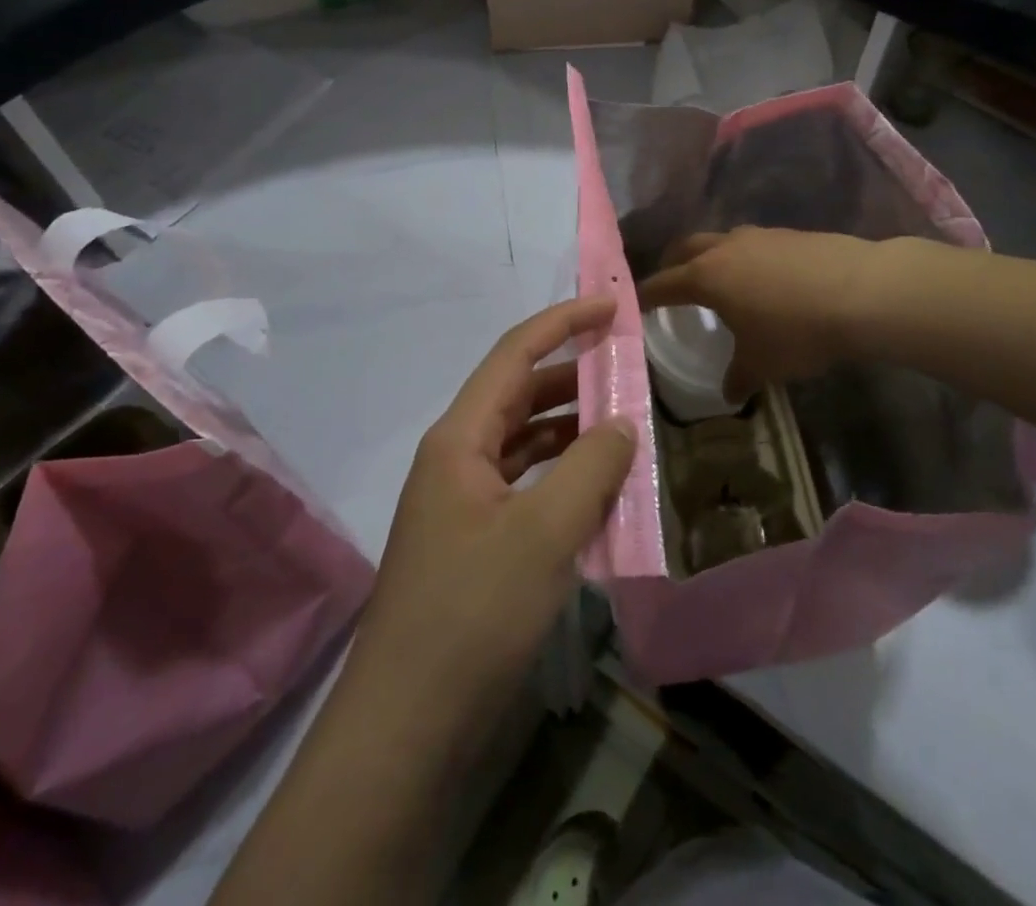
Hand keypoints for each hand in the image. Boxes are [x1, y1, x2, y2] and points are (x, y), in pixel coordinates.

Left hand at [347, 297, 635, 731]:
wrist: (407, 729)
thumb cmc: (471, 615)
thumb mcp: (543, 534)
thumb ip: (590, 468)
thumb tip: (621, 423)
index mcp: (460, 439)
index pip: (514, 355)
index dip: (562, 322)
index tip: (611, 307)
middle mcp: (457, 459)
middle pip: (519, 395)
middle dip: (573, 376)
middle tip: (629, 369)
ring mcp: (465, 504)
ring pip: (525, 443)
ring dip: (572, 430)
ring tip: (626, 425)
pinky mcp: (477, 544)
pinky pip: (527, 488)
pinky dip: (564, 478)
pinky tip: (602, 491)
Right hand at [635, 227, 877, 399]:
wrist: (863, 292)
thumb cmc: (797, 331)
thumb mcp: (762, 364)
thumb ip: (738, 377)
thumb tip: (728, 393)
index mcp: (707, 277)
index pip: (662, 283)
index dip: (646, 296)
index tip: (636, 304)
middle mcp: (726, 247)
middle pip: (686, 248)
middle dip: (673, 265)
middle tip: (671, 284)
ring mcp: (760, 235)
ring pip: (722, 241)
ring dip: (713, 257)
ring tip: (721, 282)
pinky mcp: (791, 234)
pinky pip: (755, 244)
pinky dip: (747, 258)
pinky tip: (766, 281)